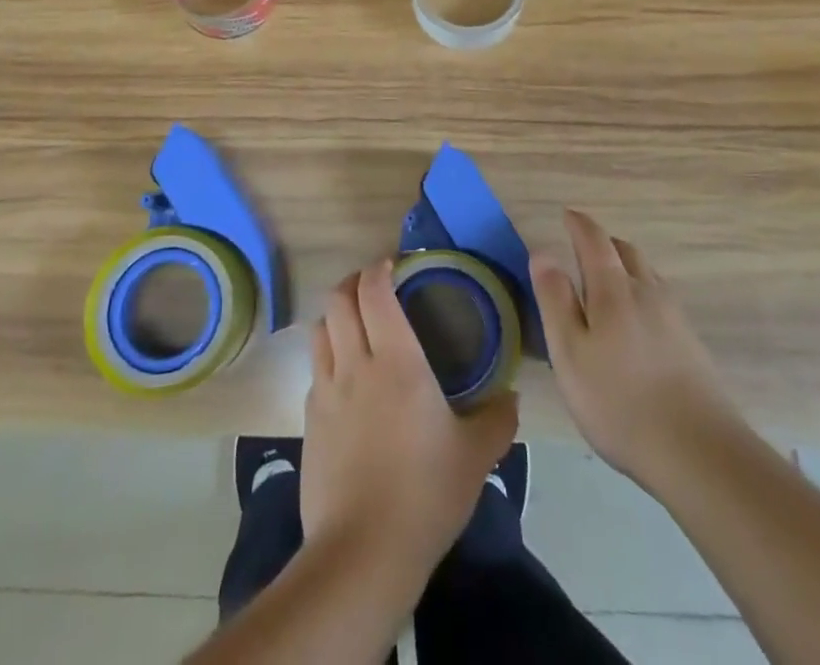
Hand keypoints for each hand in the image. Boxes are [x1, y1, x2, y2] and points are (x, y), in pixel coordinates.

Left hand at [302, 258, 518, 575]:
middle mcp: (354, 364)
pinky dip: (328, 358)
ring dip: (336, 316)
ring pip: (319, 329)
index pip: (374, 290)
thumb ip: (498, 418)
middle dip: (354, 282)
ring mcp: (325, 392)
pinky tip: (347, 381)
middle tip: (376, 288)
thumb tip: (511, 397)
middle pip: (338, 299)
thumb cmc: (425, 494)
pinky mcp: (308, 423)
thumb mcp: (476, 456)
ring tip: (357, 326)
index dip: (379, 268)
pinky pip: (315, 371)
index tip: (394, 265)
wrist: (362, 554)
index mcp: (396, 359)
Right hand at [530, 208, 741, 495]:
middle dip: (603, 243)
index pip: (594, 240)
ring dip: (625, 267)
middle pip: (626, 251)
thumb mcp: (570, 353)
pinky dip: (641, 292)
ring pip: (646, 274)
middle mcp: (647, 291)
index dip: (579, 224)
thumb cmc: (619, 401)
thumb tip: (542, 253)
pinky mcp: (691, 344)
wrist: (699, 452)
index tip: (567, 215)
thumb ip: (555, 300)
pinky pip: (660, 299)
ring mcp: (674, 317)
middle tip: (583, 249)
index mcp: (613, 289)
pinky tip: (636, 321)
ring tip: (607, 283)